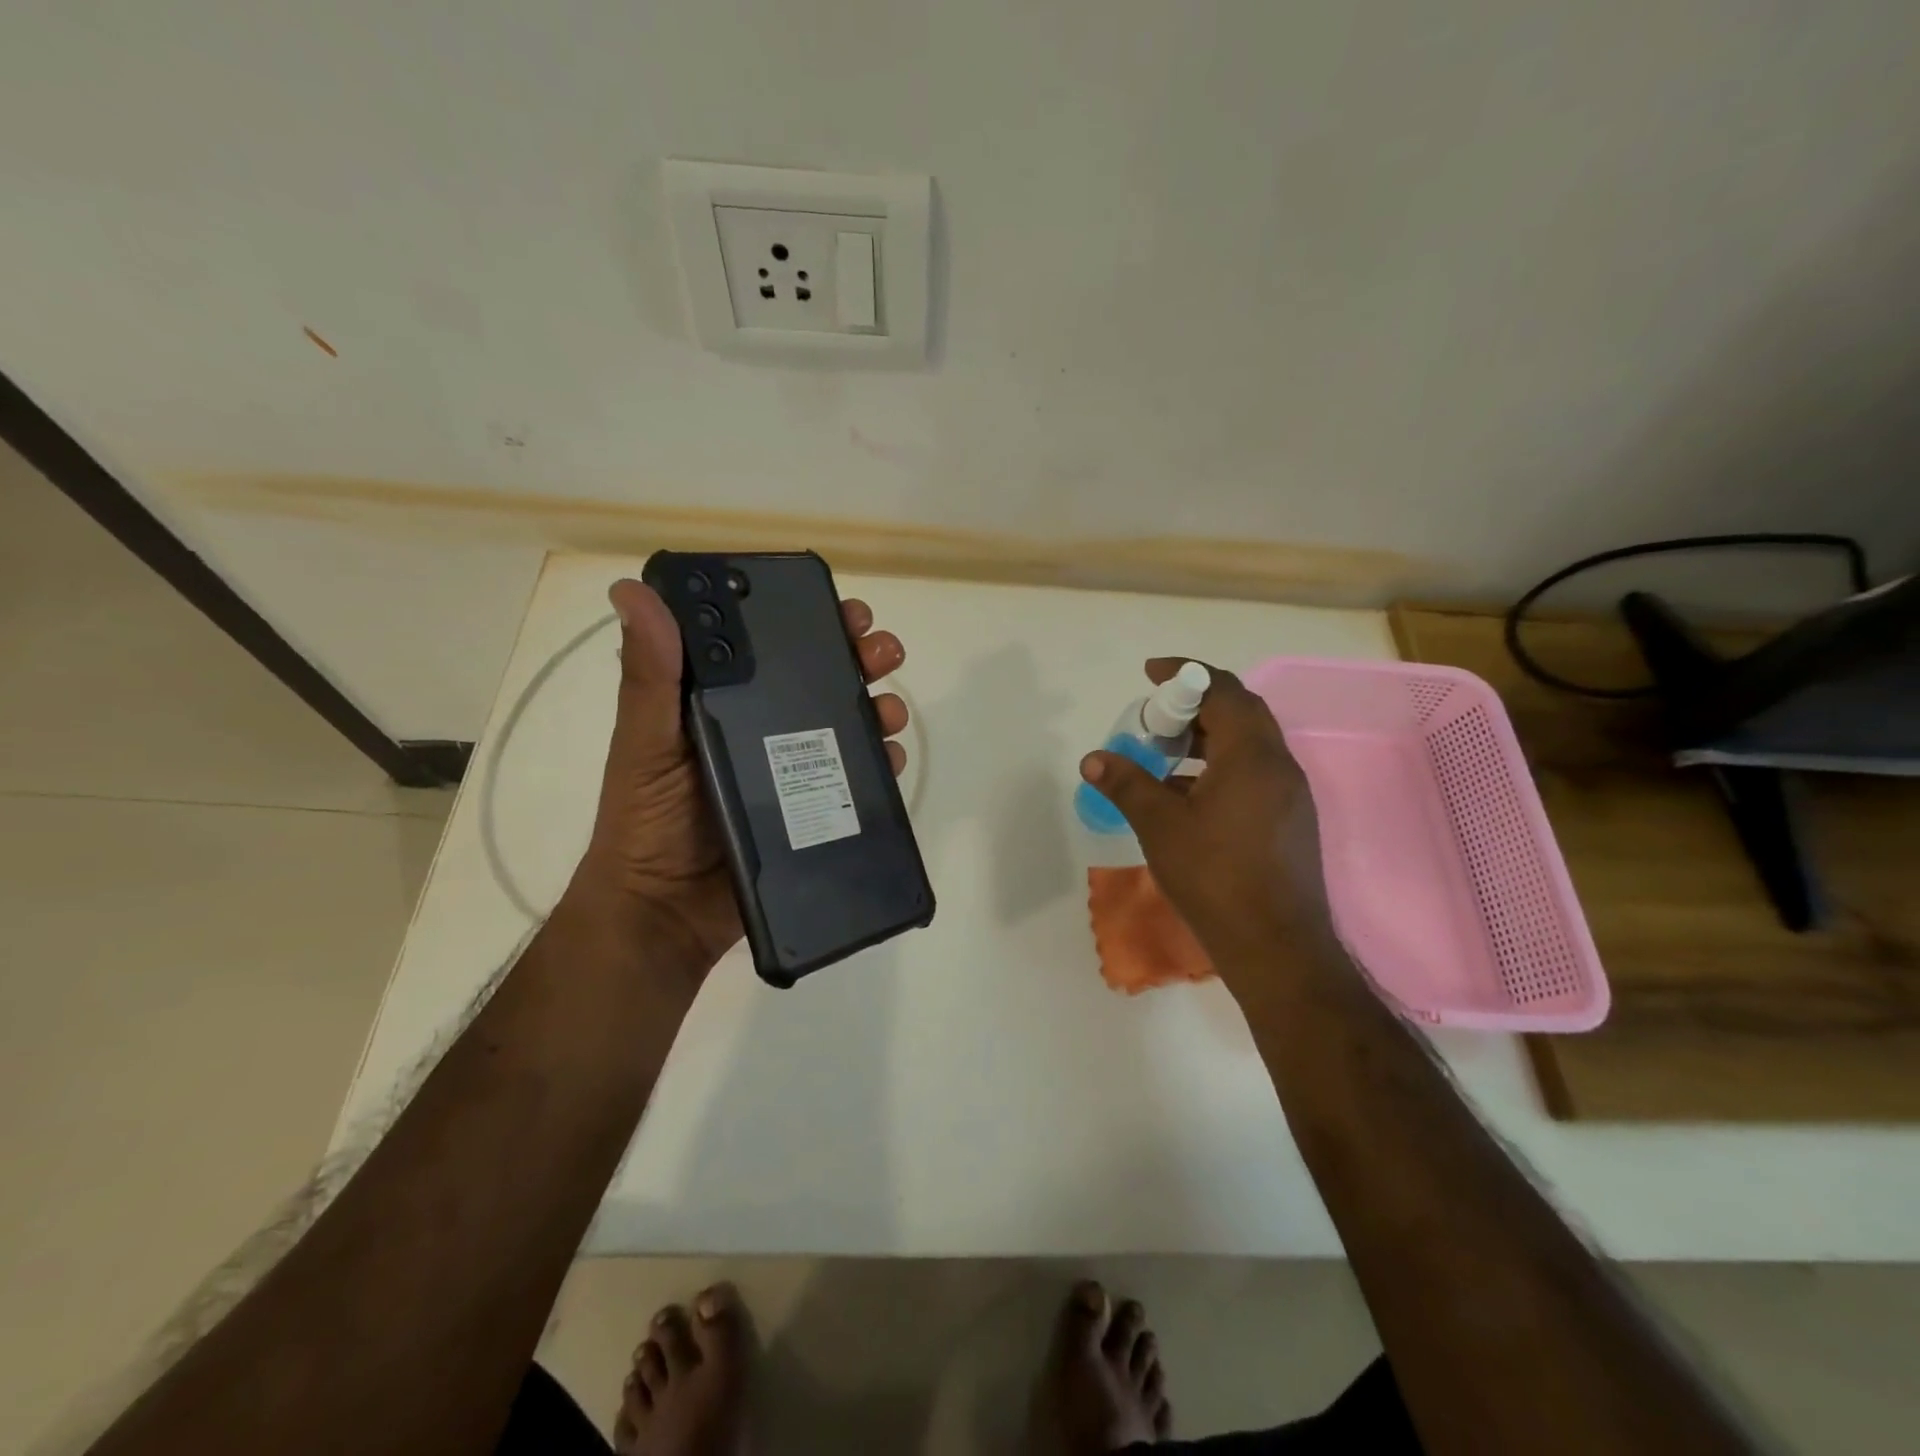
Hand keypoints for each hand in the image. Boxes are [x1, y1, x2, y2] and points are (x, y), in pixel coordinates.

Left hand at [569, 578, 909, 987]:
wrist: (665, 913)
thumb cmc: (647, 821)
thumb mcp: (645, 742)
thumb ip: (649, 676)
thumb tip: (633, 592)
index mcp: (723, 700)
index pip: (771, 646)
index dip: (808, 619)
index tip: (839, 606)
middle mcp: (764, 726)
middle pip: (821, 679)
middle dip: (859, 657)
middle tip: (881, 650)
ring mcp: (793, 769)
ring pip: (848, 723)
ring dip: (878, 706)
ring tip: (890, 710)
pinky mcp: (814, 808)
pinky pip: (857, 778)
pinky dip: (881, 761)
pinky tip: (891, 756)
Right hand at [1078, 659, 1331, 989]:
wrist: (1277, 945)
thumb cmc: (1215, 877)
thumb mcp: (1160, 826)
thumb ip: (1127, 784)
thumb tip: (1093, 759)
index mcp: (1252, 754)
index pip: (1222, 689)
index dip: (1185, 674)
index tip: (1150, 674)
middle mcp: (1280, 764)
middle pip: (1241, 711)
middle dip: (1196, 705)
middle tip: (1157, 718)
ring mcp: (1291, 794)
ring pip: (1250, 744)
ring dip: (1209, 738)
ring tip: (1167, 756)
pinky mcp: (1292, 820)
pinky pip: (1256, 772)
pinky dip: (1222, 766)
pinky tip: (1191, 796)